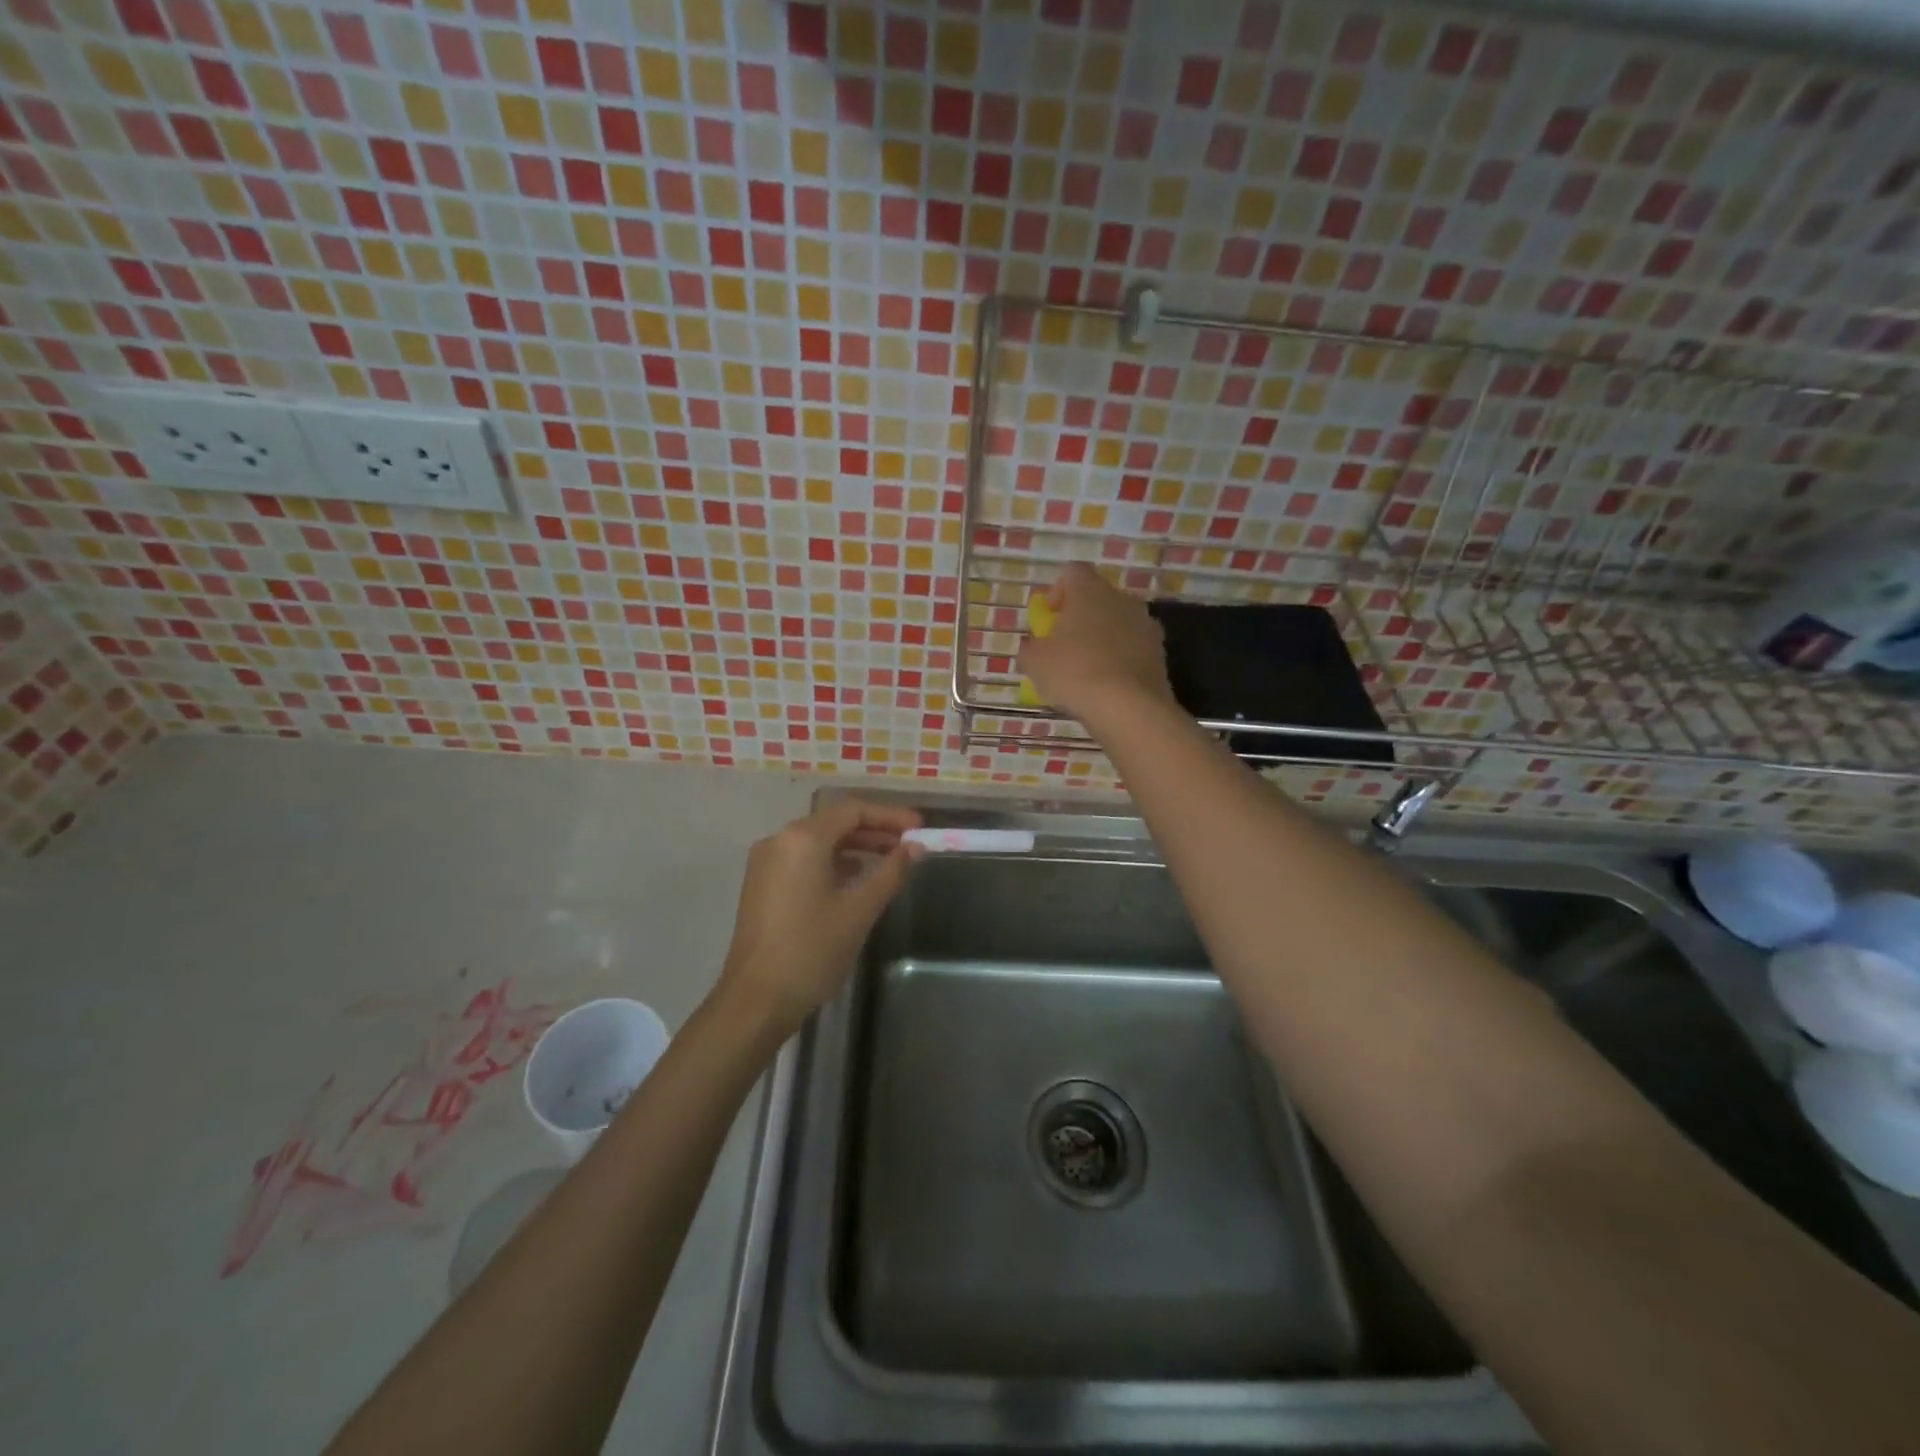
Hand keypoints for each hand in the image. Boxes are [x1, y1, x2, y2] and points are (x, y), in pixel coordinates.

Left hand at [717, 798, 922, 1037]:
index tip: (919, 827)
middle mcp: (780, 840)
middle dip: (874, 830)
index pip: (852, 810)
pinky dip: (832, 861)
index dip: (889, 816)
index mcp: (802, 839)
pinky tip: (856, 878)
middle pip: (834, 822)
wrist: (756, 1001)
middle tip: (910, 844)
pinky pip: (803, 858)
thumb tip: (916, 848)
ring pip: (818, 841)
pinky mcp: (762, 884)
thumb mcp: (859, 910)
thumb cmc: (812, 951)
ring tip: (890, 859)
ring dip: (854, 846)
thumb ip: (891, 872)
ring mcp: (766, 862)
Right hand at [1017, 563, 1175, 724]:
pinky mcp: (1160, 652)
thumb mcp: (1035, 663)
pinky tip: (1108, 685)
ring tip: (1087, 670)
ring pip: (1118, 623)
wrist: (1129, 707)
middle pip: (1097, 598)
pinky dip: (1120, 660)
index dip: (1057, 592)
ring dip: (1102, 639)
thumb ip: (1030, 648)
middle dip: (1080, 618)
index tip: (1048, 619)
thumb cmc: (1074, 673)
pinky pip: (1133, 648)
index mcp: (1090, 590)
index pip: (1072, 573)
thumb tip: (1033, 647)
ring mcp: (1146, 625)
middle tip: (1064, 646)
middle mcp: (1122, 598)